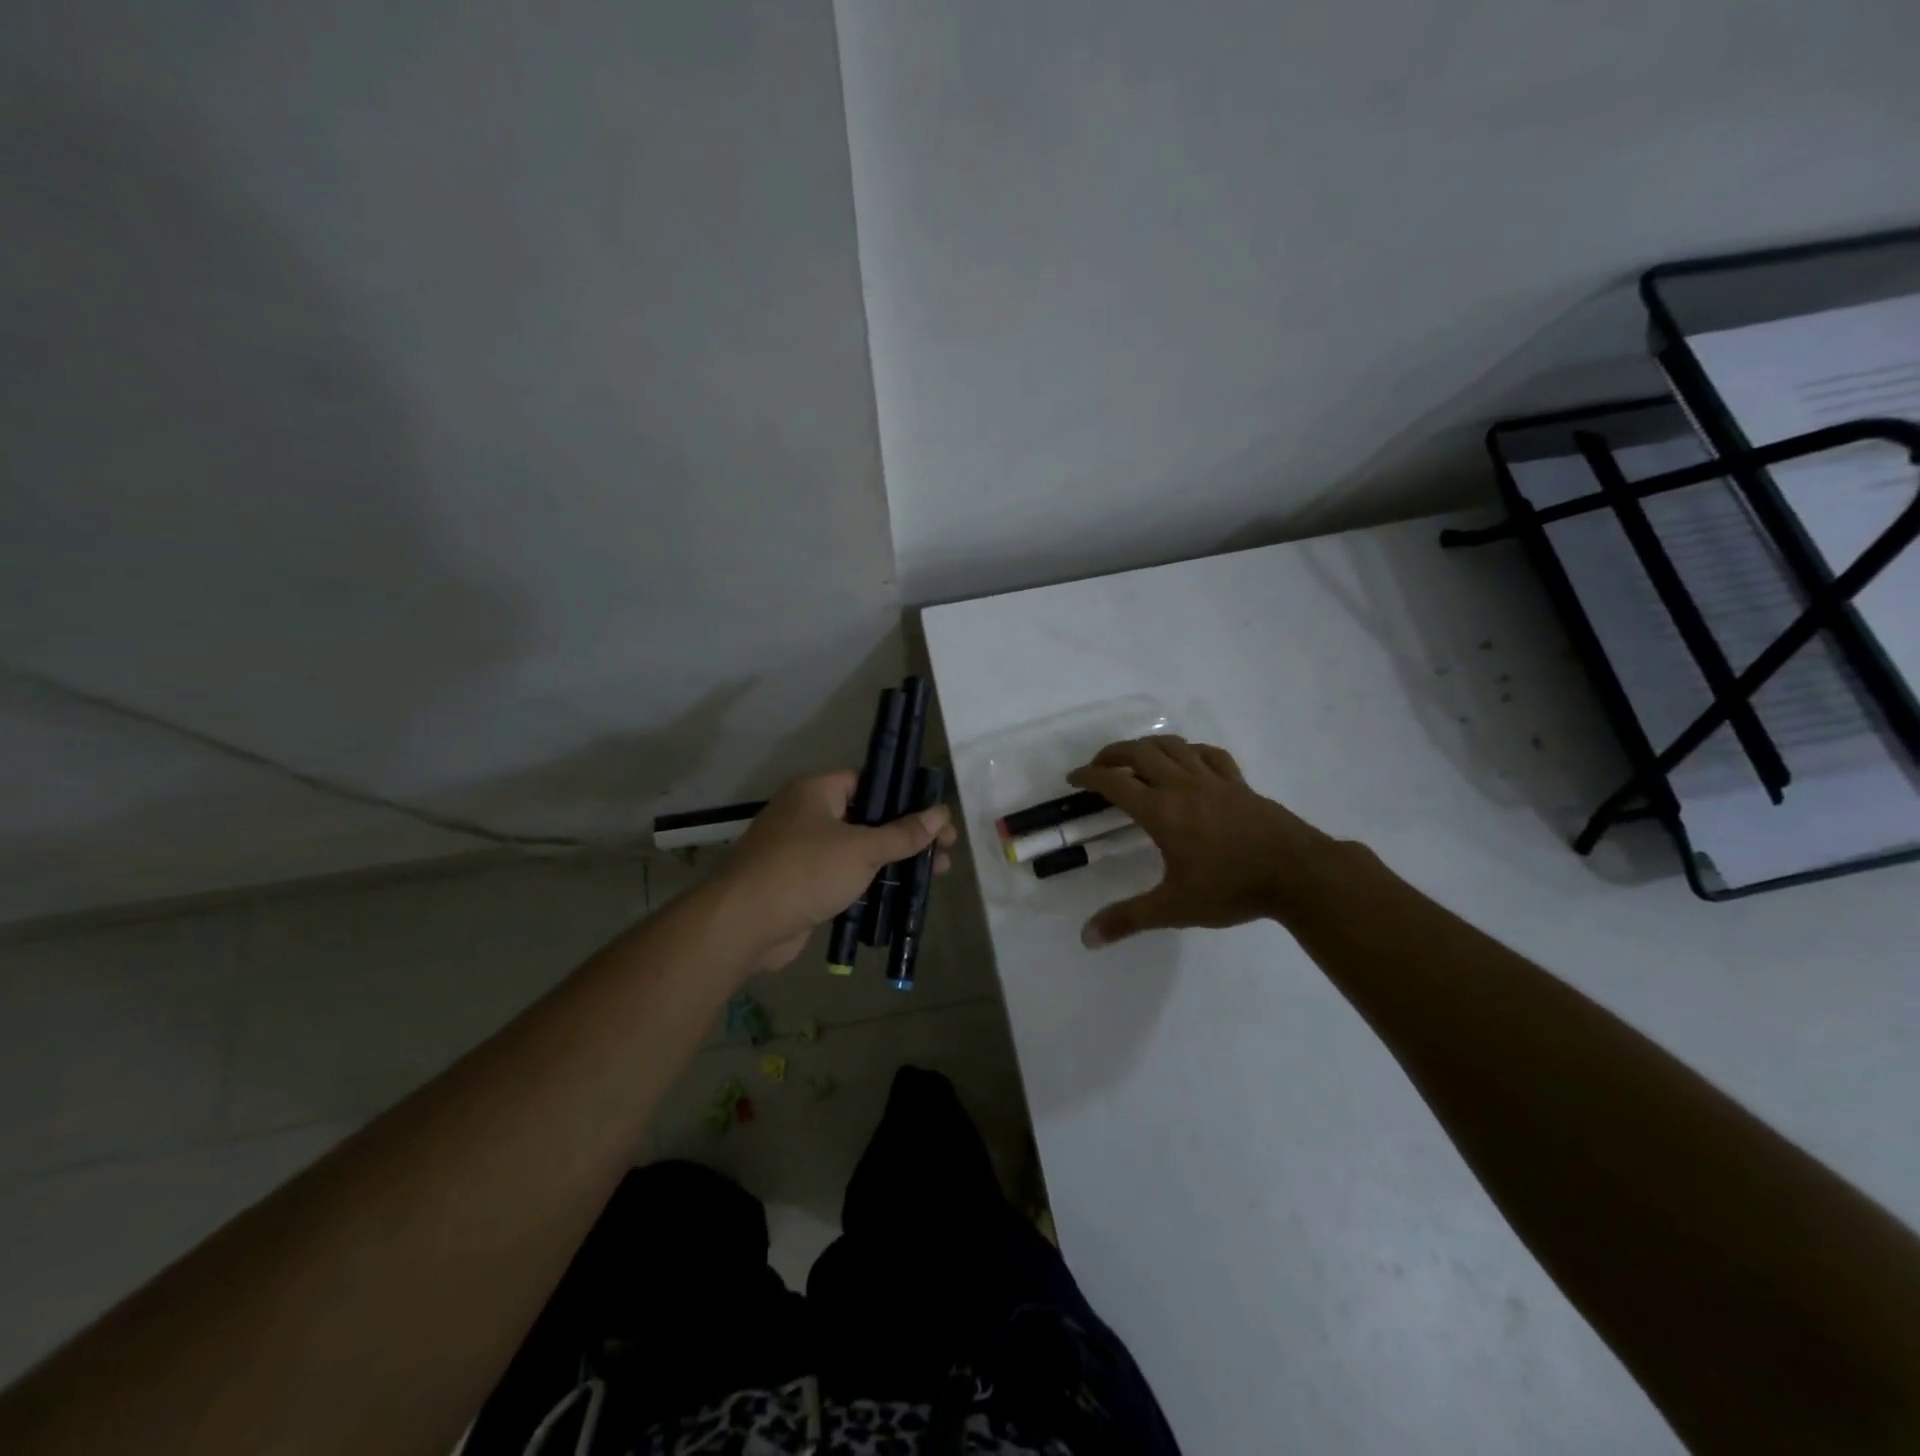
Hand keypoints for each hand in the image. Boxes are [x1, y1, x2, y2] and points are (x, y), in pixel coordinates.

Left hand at [710, 772, 957, 970]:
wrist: (745, 924)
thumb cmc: (806, 871)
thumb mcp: (862, 849)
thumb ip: (903, 833)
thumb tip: (940, 813)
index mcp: (817, 792)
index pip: (869, 782)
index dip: (904, 796)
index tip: (935, 814)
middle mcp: (808, 815)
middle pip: (867, 817)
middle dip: (907, 834)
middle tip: (944, 849)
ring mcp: (802, 851)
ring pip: (858, 850)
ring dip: (893, 861)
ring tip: (934, 875)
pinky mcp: (802, 884)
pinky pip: (844, 876)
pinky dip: (870, 883)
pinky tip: (900, 895)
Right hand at [1066, 735, 1343, 947]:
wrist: (1297, 873)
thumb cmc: (1231, 887)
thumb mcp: (1174, 907)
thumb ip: (1128, 919)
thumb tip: (1086, 938)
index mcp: (1161, 811)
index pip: (1114, 782)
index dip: (1088, 776)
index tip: (1073, 779)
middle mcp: (1182, 786)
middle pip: (1140, 753)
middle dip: (1113, 753)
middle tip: (1099, 766)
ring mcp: (1213, 780)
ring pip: (1173, 746)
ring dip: (1147, 745)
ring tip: (1136, 757)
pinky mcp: (1238, 782)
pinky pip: (1209, 754)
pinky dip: (1190, 751)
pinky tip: (1187, 760)